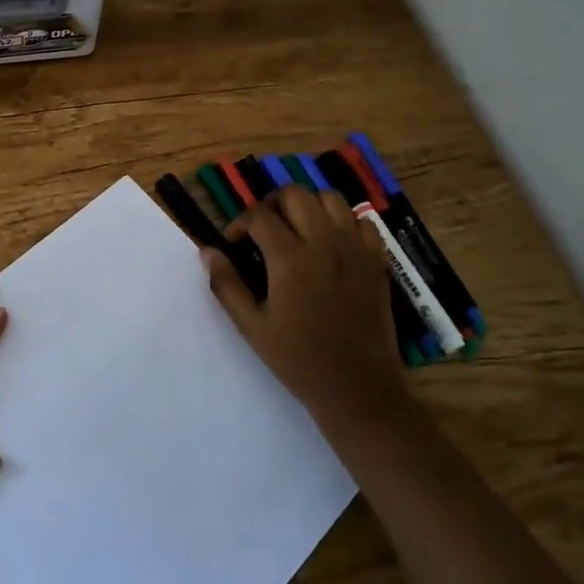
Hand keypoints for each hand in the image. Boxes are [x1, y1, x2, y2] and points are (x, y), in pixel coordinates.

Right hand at [203, 186, 409, 440]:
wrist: (358, 388)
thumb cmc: (299, 360)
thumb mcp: (252, 326)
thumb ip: (227, 284)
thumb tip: (207, 251)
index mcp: (290, 259)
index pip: (259, 215)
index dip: (239, 223)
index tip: (234, 243)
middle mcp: (324, 243)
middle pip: (295, 194)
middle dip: (271, 204)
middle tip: (263, 230)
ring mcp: (355, 249)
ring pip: (330, 198)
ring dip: (307, 205)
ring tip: (296, 229)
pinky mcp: (377, 261)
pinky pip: (361, 221)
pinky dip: (342, 221)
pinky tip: (330, 243)